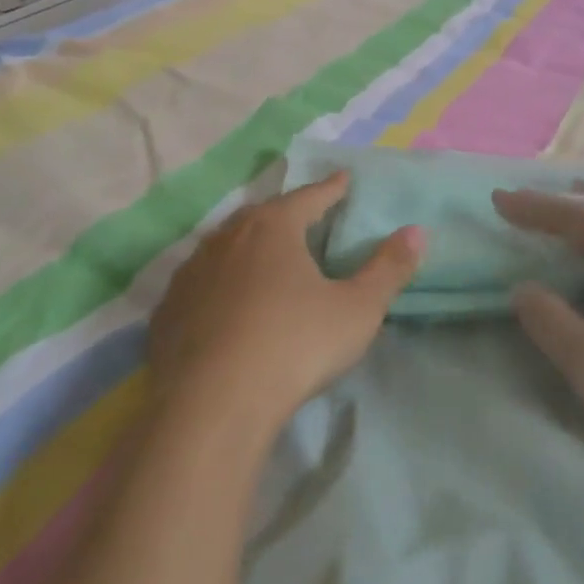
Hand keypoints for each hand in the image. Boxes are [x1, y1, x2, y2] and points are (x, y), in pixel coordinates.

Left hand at [145, 172, 423, 441]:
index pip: (308, 197)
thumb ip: (388, 269)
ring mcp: (190, 273)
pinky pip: (200, 284)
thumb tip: (416, 231)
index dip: (330, 189)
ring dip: (247, 246)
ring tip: (264, 257)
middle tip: (304, 217)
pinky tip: (225, 303)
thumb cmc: (294, 345)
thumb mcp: (357, 310)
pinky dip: (219, 283)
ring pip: (224, 246)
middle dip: (286, 214)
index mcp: (272, 228)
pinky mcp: (167, 310)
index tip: (343, 179)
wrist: (212, 404)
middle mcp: (226, 238)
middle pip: (261, 215)